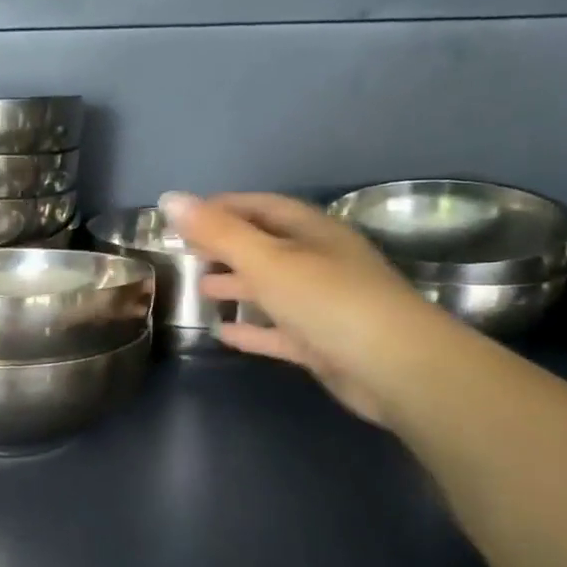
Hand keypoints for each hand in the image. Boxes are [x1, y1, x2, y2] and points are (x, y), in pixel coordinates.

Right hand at [161, 191, 473, 425]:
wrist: (396, 368)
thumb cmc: (328, 301)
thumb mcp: (267, 260)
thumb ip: (218, 232)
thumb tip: (170, 198)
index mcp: (312, 232)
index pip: (261, 207)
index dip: (222, 207)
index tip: (184, 216)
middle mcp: (319, 262)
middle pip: (266, 246)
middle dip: (227, 247)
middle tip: (187, 253)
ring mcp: (323, 304)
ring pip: (272, 289)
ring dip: (238, 287)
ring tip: (200, 289)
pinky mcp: (323, 343)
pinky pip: (279, 330)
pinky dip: (251, 330)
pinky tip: (222, 334)